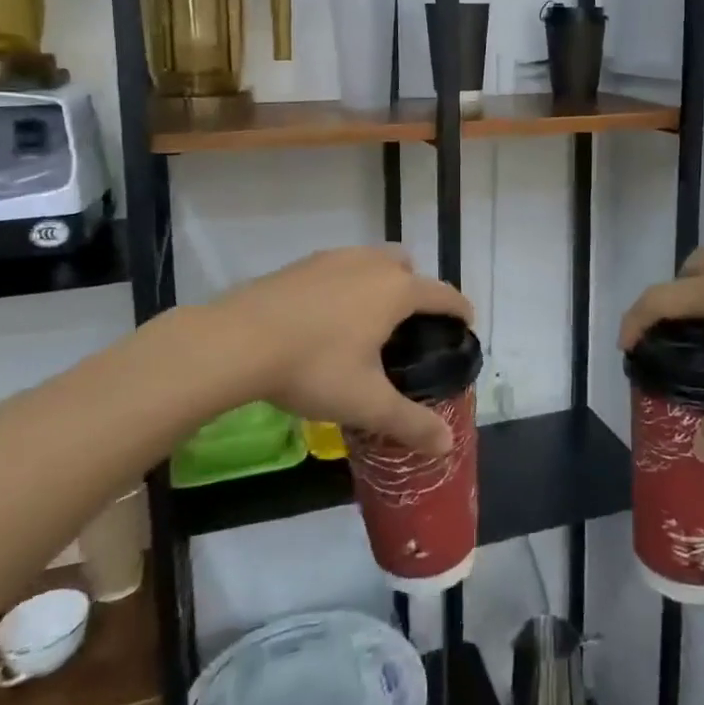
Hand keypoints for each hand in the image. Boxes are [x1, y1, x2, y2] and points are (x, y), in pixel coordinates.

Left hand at [200, 247, 473, 455]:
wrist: (237, 341)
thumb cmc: (314, 367)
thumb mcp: (366, 403)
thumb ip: (410, 423)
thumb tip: (446, 445)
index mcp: (396, 291)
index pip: (443, 294)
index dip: (459, 309)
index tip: (466, 324)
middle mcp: (371, 264)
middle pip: (407, 266)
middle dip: (416, 289)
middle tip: (407, 327)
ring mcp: (334, 259)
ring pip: (371, 261)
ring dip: (380, 282)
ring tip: (367, 321)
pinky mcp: (301, 264)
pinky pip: (340, 267)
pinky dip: (346, 284)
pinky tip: (325, 317)